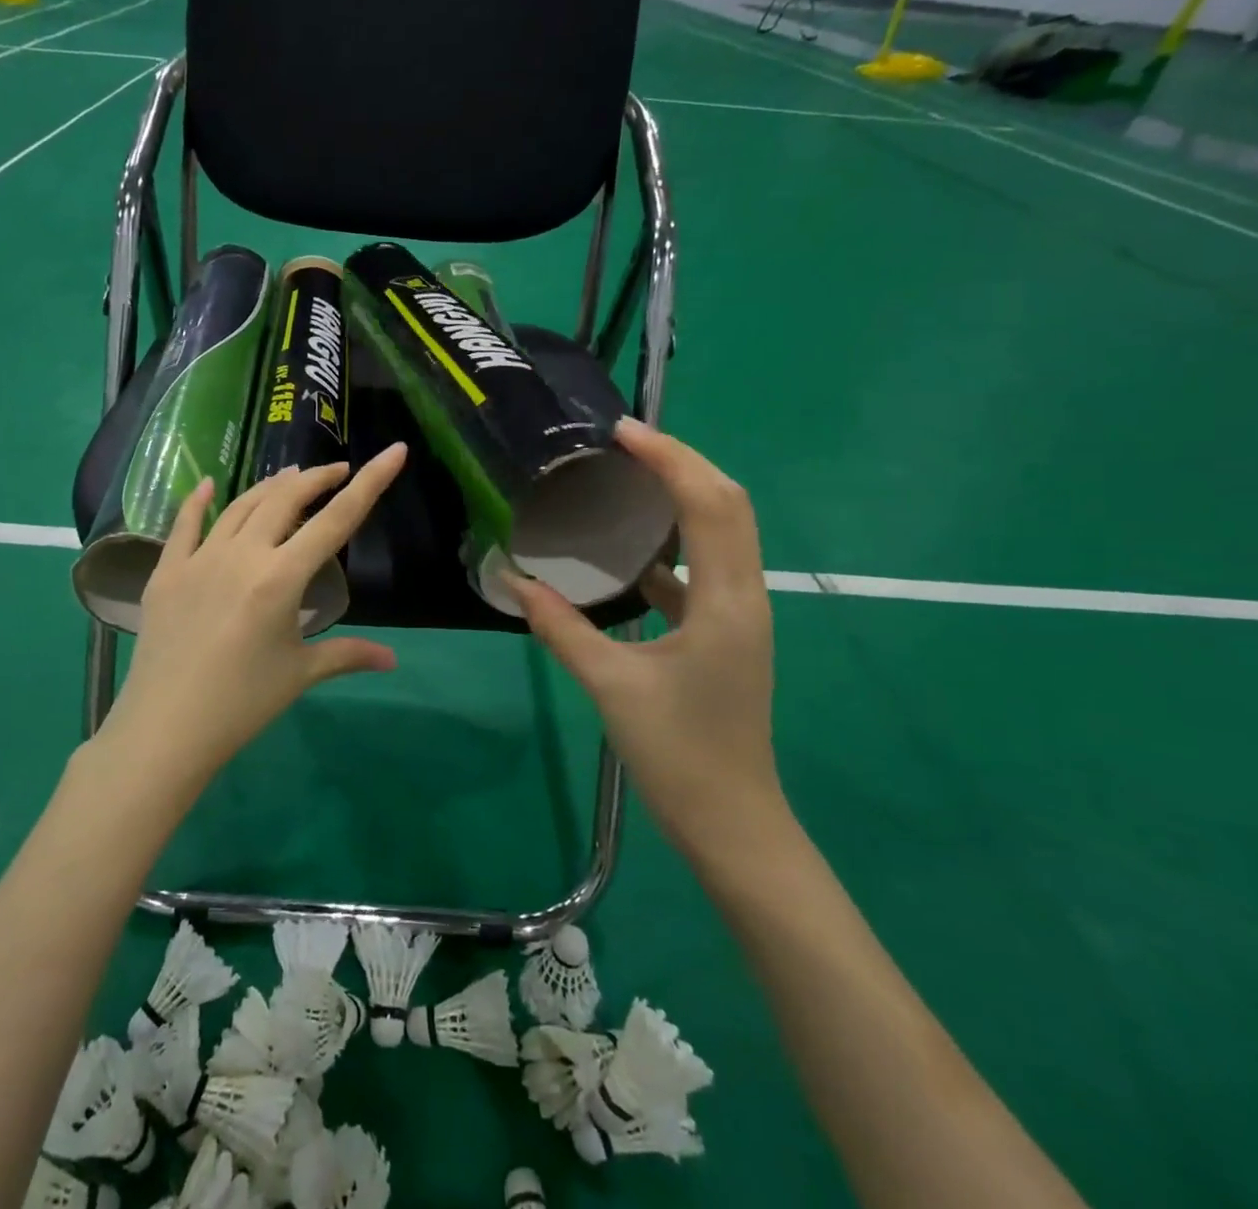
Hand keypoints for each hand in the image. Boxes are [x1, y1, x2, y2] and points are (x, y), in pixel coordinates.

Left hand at [106, 443, 408, 782]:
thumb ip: (348, 655)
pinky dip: (199, 501)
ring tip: (291, 477)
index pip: (337, 520)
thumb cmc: (242, 704)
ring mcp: (200, 559)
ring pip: (241, 506)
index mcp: (282, 577)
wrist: (165, 728)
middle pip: (286, 499)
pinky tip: (209, 485)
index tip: (393, 451)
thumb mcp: (300, 674)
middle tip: (337, 471)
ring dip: (270, 486)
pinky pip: (184, 525)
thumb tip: (392, 659)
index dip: (370, 482)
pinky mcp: (167, 572)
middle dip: (317, 479)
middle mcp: (242, 555)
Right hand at [507, 417, 779, 850]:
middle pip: (728, 504)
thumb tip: (512, 581)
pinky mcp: (726, 634)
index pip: (709, 504)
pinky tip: (630, 554)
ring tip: (630, 479)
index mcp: (726, 600)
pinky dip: (674, 545)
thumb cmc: (678, 754)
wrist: (732, 824)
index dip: (670, 459)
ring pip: (722, 533)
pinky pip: (705, 569)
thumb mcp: (610, 685)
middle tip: (626, 444)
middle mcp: (745, 595)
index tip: (622, 433)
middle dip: (683, 463)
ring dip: (684, 496)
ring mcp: (740, 615)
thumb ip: (560, 627)